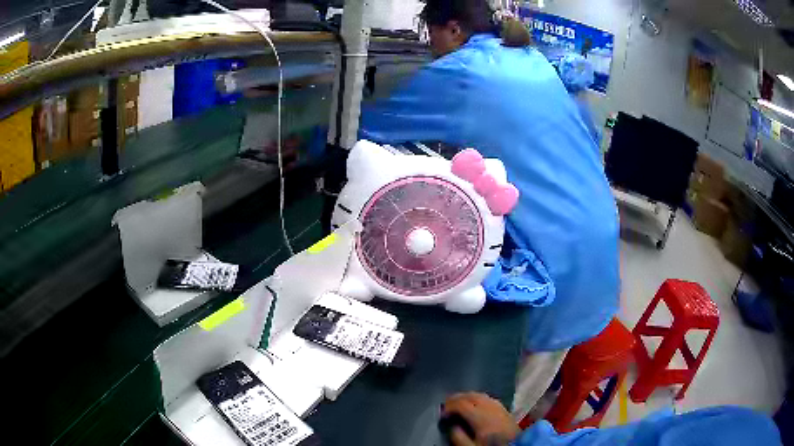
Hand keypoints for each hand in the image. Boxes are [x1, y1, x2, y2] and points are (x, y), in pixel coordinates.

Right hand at [442, 392, 520, 445]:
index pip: (462, 404)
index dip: (449, 407)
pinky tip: (474, 404)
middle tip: (445, 404)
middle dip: (456, 398)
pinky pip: (488, 398)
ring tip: (457, 402)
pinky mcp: (505, 409)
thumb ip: (459, 437)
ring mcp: (499, 407)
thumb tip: (452, 425)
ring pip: (480, 395)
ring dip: (467, 396)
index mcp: (481, 417)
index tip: (441, 414)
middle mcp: (490, 407)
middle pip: (471, 396)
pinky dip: (477, 398)